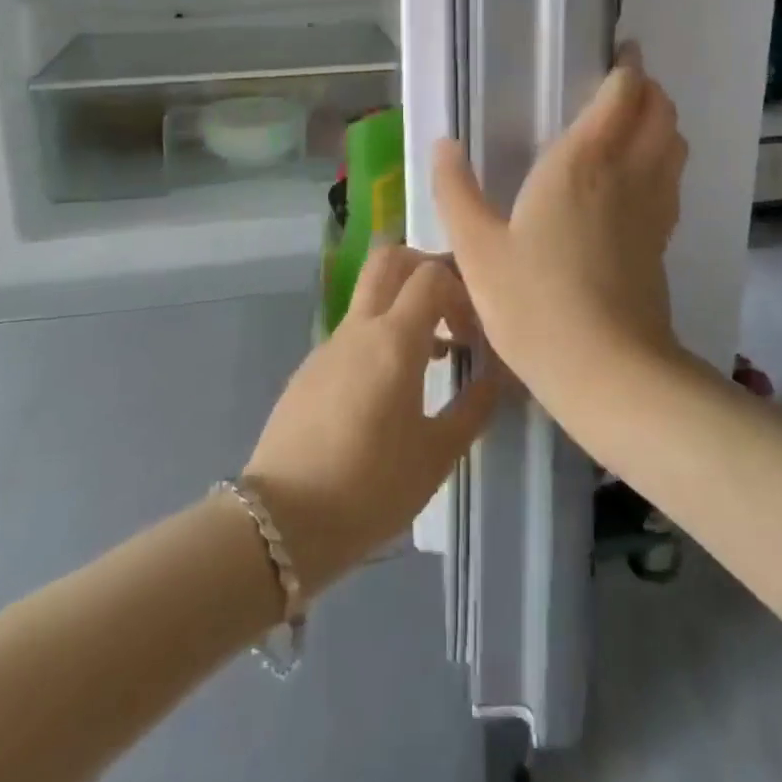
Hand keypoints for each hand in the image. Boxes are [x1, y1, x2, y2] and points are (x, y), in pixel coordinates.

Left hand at [244, 247, 501, 592]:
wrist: (281, 522)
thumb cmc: (370, 487)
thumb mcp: (437, 454)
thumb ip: (475, 407)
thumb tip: (501, 374)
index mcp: (394, 339)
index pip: (431, 275)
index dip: (462, 287)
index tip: (477, 328)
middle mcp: (359, 328)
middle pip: (389, 259)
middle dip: (425, 266)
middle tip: (452, 305)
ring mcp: (329, 345)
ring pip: (370, 296)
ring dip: (404, 306)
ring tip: (434, 356)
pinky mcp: (310, 369)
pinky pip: (353, 333)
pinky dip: (380, 337)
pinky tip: (390, 391)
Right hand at [433, 47, 688, 401]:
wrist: (606, 370)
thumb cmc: (533, 302)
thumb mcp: (477, 248)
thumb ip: (455, 191)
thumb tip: (442, 144)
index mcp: (582, 162)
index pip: (623, 94)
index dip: (627, 68)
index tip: (619, 53)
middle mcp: (627, 172)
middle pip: (659, 111)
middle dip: (648, 89)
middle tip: (622, 85)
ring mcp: (653, 207)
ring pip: (674, 144)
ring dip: (661, 122)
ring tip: (633, 123)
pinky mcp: (662, 239)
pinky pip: (672, 180)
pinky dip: (663, 161)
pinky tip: (637, 178)